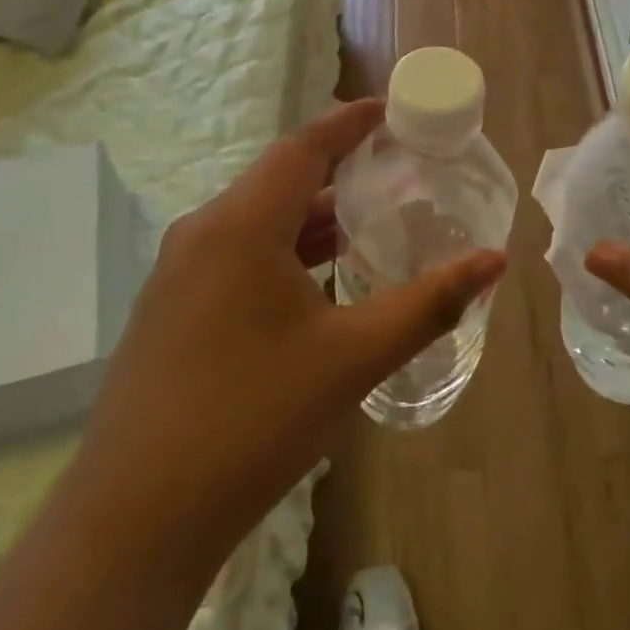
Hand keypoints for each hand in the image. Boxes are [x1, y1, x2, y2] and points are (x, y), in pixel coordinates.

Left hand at [67, 99, 505, 580]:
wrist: (135, 519)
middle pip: (279, 177)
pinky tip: (314, 280)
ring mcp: (178, 270)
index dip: (349, 122)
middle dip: (337, 167)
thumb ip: (427, 304)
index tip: (390, 110)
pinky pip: (236, 251)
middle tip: (393, 167)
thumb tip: (493, 261)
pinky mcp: (170, 307)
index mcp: (242, 224)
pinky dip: (282, 247)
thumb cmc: (253, 421)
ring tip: (367, 219)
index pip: (304, 146)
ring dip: (310, 213)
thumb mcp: (353, 358)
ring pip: (256, 218)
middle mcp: (203, 231)